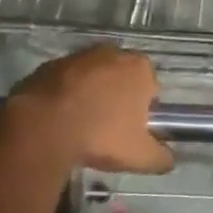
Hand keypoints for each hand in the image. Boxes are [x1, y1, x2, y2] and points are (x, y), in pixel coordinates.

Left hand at [4, 45, 173, 174]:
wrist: (43, 126)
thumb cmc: (101, 135)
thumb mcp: (140, 156)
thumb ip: (160, 157)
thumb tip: (169, 160)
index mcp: (139, 68)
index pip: (151, 86)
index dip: (143, 109)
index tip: (131, 130)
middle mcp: (113, 52)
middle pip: (121, 77)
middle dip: (117, 98)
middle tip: (107, 129)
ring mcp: (80, 56)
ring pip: (92, 77)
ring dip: (90, 95)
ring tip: (81, 126)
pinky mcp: (51, 64)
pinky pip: (66, 81)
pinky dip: (65, 96)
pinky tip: (59, 120)